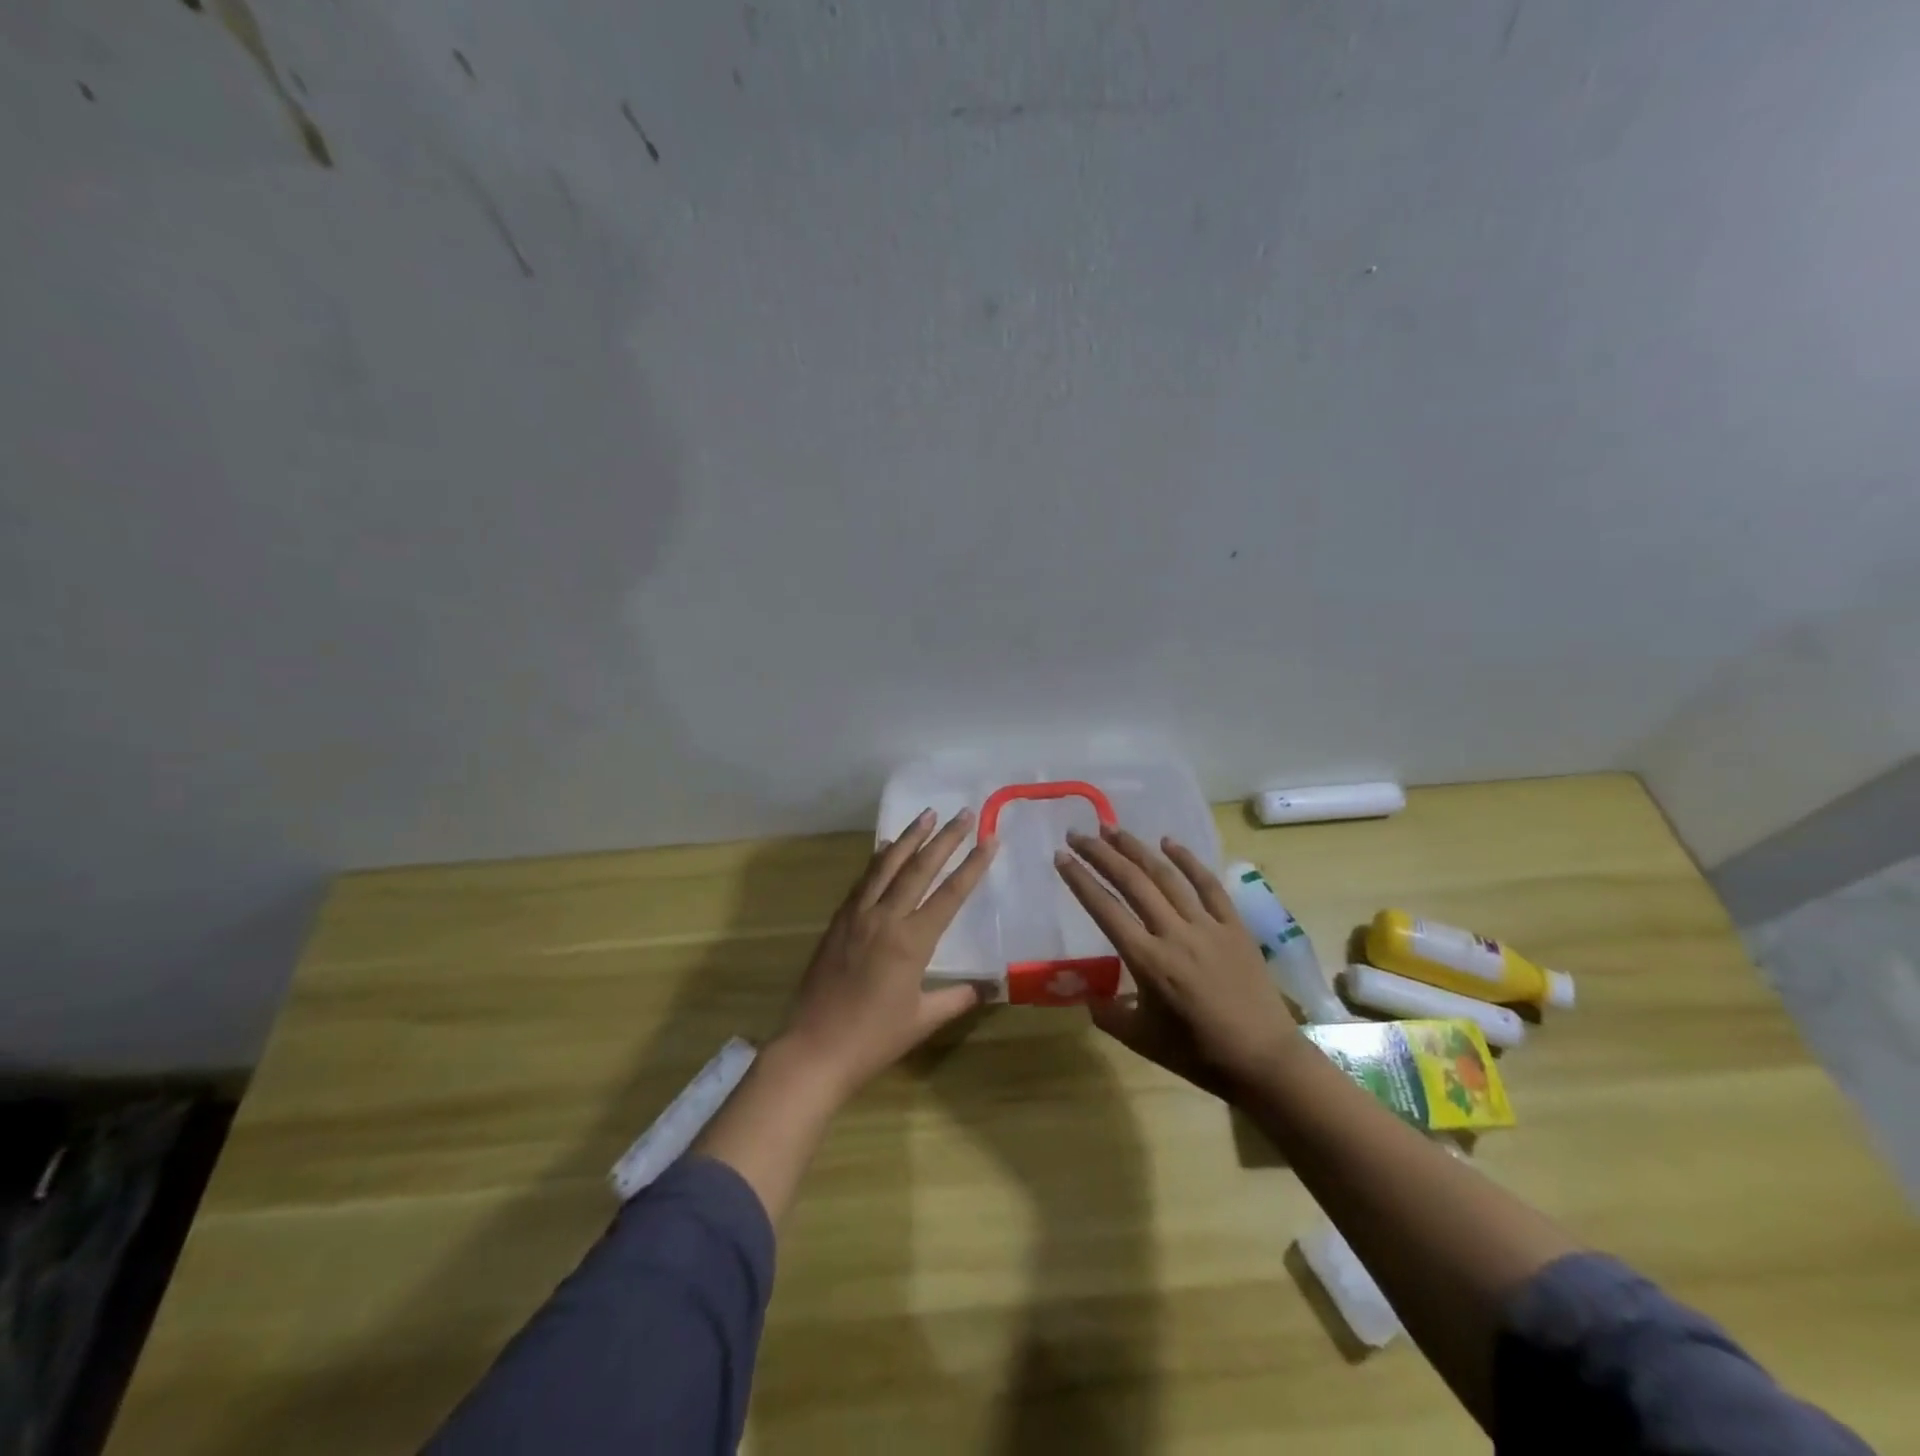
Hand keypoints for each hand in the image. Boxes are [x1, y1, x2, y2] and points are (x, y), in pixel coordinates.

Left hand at [777, 807, 997, 1099]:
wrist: (814, 1048)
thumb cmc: (874, 1039)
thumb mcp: (923, 1020)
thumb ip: (957, 998)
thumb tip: (990, 987)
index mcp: (912, 941)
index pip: (950, 894)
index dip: (973, 865)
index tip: (990, 838)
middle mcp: (885, 918)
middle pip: (919, 868)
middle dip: (944, 838)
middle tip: (963, 813)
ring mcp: (857, 915)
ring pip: (886, 865)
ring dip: (909, 838)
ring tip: (926, 815)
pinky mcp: (839, 920)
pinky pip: (863, 880)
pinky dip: (878, 859)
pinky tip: (885, 848)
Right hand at [1055, 825, 1297, 1095]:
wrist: (1264, 1059)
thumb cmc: (1198, 1054)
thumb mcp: (1141, 1041)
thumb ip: (1108, 1014)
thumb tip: (1088, 995)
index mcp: (1147, 961)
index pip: (1105, 910)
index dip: (1080, 881)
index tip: (1061, 857)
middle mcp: (1174, 934)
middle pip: (1132, 883)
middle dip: (1101, 854)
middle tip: (1077, 835)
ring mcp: (1206, 926)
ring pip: (1166, 876)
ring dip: (1136, 849)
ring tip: (1112, 830)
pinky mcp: (1233, 925)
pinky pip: (1208, 885)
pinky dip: (1188, 860)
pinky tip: (1169, 842)